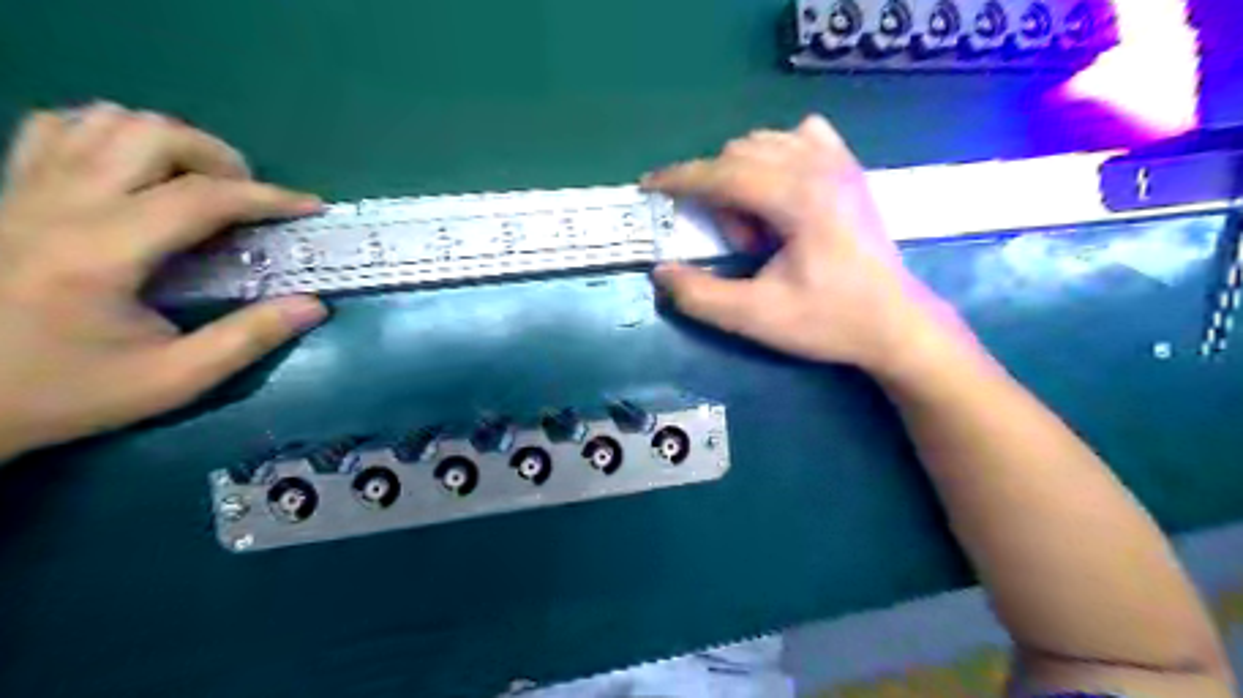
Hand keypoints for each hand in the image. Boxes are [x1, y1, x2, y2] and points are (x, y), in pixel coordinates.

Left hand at [1, 103, 328, 459]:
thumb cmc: (66, 392)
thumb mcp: (173, 380)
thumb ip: (248, 339)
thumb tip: (314, 304)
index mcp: (101, 252)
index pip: (201, 197)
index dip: (268, 197)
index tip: (311, 207)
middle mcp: (60, 205)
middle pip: (152, 136)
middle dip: (220, 159)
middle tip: (247, 200)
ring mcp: (24, 190)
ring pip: (106, 119)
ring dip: (171, 143)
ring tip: (200, 185)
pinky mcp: (8, 191)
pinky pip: (61, 128)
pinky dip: (114, 136)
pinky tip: (141, 174)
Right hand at [647, 115, 952, 375]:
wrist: (895, 323)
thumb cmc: (829, 321)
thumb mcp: (756, 317)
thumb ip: (701, 296)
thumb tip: (660, 272)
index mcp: (799, 197)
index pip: (724, 172)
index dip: (680, 178)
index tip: (648, 185)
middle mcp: (820, 165)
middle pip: (740, 154)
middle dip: (722, 196)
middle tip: (743, 247)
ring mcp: (840, 161)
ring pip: (765, 143)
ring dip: (746, 179)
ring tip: (766, 229)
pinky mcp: (850, 168)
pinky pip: (800, 137)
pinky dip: (776, 158)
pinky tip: (784, 193)